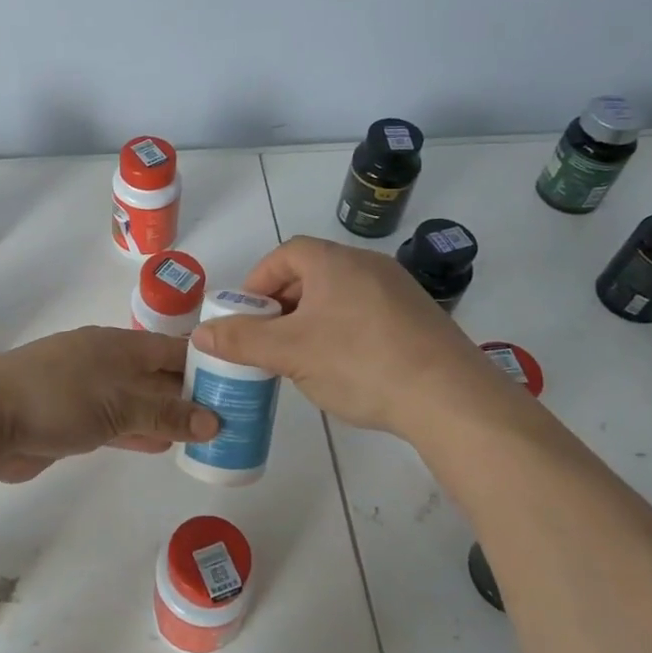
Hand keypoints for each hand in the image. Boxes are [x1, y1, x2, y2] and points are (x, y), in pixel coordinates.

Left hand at [0, 326, 220, 482]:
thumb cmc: (56, 399)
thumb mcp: (119, 403)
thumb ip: (166, 412)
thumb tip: (215, 420)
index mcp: (118, 344)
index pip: (174, 349)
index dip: (206, 364)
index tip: (238, 385)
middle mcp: (106, 362)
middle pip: (158, 375)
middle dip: (191, 394)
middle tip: (231, 416)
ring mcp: (86, 390)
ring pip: (138, 401)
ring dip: (167, 417)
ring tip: (206, 435)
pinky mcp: (71, 419)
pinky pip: (117, 423)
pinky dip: (140, 433)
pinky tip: (163, 447)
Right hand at [192, 236, 507, 435]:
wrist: (450, 398)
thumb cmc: (359, 362)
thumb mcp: (289, 353)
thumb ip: (241, 340)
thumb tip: (201, 333)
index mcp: (334, 262)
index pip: (285, 254)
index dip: (258, 282)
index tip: (247, 317)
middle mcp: (368, 265)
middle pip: (311, 274)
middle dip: (282, 305)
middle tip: (269, 341)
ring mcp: (398, 290)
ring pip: (338, 296)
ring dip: (311, 320)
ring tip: (302, 358)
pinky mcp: (418, 318)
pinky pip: (366, 314)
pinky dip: (343, 331)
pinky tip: (344, 368)